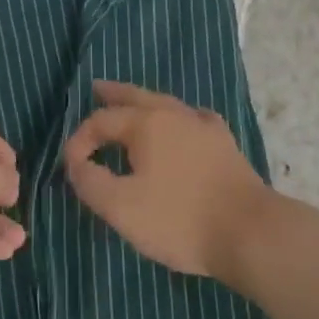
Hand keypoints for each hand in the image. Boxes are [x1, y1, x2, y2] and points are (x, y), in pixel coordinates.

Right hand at [63, 81, 274, 281]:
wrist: (249, 231)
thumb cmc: (180, 219)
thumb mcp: (122, 208)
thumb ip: (91, 182)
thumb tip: (76, 163)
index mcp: (146, 123)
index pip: (101, 121)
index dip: (80, 140)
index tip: (69, 166)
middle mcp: (173, 114)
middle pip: (136, 97)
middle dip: (113, 94)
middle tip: (96, 87)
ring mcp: (203, 126)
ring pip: (166, 103)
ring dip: (143, 101)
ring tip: (132, 103)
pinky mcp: (224, 143)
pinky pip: (194, 118)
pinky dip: (179, 116)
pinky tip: (185, 122)